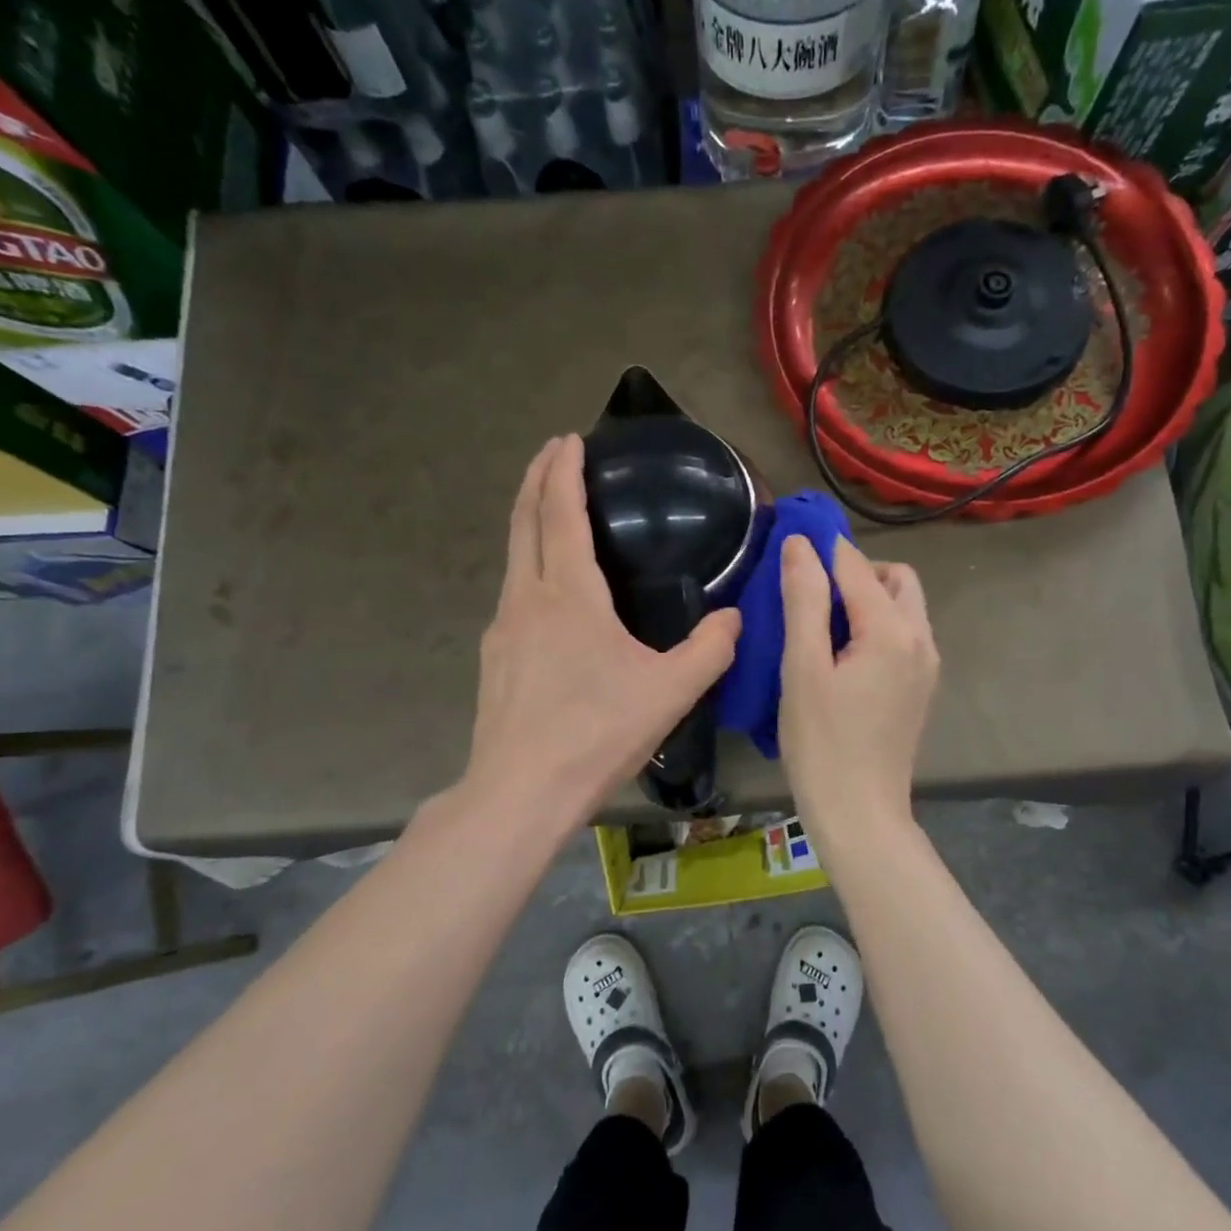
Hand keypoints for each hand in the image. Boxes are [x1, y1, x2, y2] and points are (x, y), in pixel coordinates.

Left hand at [463, 435, 740, 826]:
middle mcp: (527, 598)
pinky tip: (546, 593)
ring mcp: (503, 628)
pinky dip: (528, 567)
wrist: (521, 791)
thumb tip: (735, 619)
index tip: (569, 440)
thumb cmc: (597, 733)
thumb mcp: (670, 692)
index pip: (561, 515)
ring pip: (514, 558)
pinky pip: (512, 594)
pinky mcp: (495, 658)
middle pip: (525, 522)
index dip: (563, 473)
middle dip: (537, 479)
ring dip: (529, 522)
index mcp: (569, 595)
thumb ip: (710, 650)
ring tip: (550, 512)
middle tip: (553, 452)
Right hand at [778, 535, 938, 829]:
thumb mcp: (803, 668)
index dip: (821, 548)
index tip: (788, 544)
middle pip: (895, 578)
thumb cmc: (821, 743)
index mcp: (893, 630)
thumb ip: (805, 600)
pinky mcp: (922, 687)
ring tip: (822, 623)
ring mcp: (927, 665)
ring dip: (867, 597)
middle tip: (809, 593)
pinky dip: (877, 624)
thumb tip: (801, 545)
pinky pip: (904, 634)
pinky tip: (843, 653)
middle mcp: (921, 638)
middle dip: (854, 571)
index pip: (856, 565)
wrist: (860, 813)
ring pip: (903, 606)